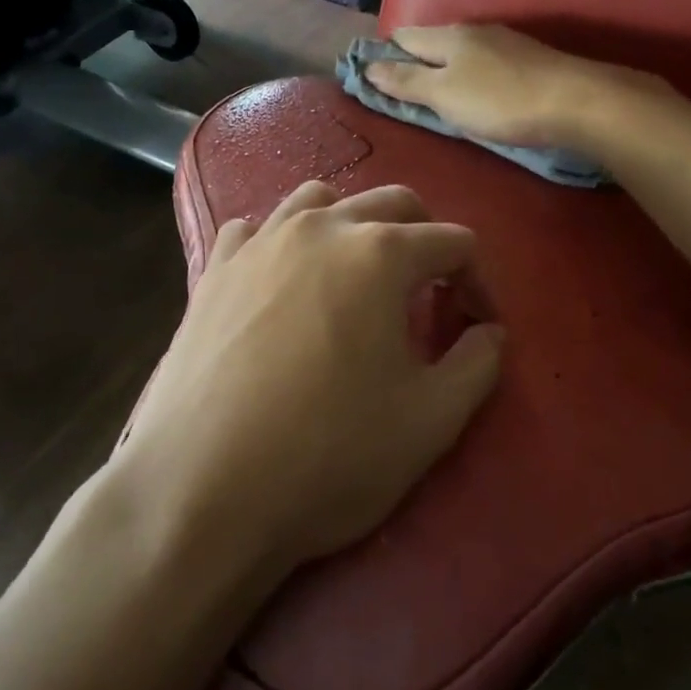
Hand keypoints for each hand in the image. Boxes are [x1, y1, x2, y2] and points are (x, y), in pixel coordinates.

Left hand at [116, 182, 504, 584]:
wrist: (200, 489)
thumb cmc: (328, 455)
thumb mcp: (430, 421)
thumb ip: (477, 364)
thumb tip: (490, 331)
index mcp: (379, 254)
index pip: (452, 242)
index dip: (478, 281)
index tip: (479, 325)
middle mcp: (319, 228)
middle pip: (391, 203)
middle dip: (425, 238)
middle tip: (433, 291)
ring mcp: (259, 242)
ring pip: (319, 200)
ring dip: (353, 224)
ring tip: (358, 273)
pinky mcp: (214, 270)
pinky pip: (256, 229)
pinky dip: (282, 241)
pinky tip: (283, 280)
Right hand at [364, 24, 639, 149]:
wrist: (576, 102)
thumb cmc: (500, 101)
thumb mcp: (444, 96)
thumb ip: (406, 82)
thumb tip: (369, 67)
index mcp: (448, 37)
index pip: (404, 37)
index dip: (384, 54)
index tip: (371, 76)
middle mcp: (474, 32)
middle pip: (432, 42)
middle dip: (414, 61)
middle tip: (401, 91)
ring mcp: (504, 43)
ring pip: (460, 51)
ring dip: (443, 68)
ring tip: (436, 94)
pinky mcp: (527, 60)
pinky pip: (484, 62)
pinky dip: (470, 74)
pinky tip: (476, 91)